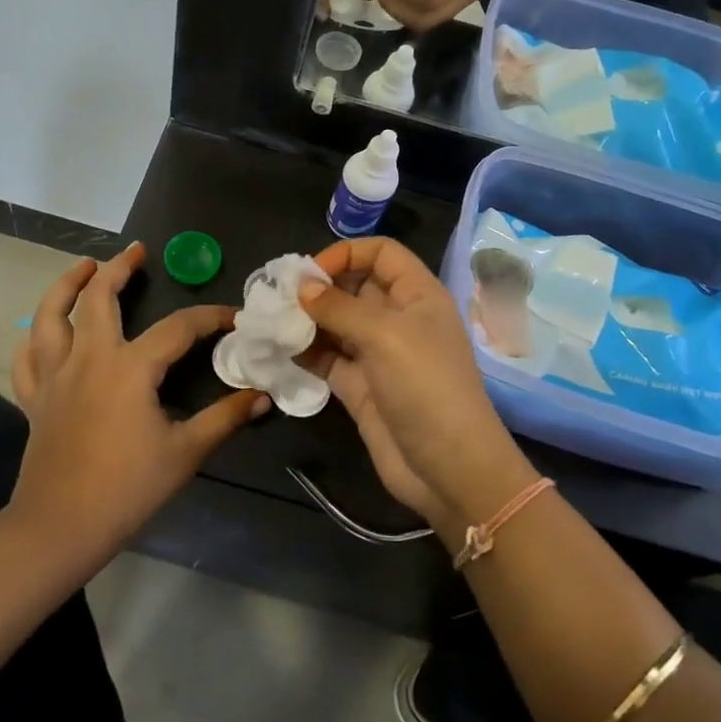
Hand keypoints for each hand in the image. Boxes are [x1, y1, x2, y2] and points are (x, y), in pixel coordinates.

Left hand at [10, 243, 266, 562]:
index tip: (233, 316)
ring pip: (50, 315)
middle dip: (119, 268)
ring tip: (83, 266)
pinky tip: (45, 330)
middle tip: (137, 252)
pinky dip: (34, 337)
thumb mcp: (185, 452)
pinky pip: (28, 357)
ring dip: (66, 285)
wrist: (59, 528)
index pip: (178, 328)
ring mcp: (55, 376)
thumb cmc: (126, 489)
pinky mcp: (34, 398)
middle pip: (99, 298)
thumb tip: (261, 396)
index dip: (209, 317)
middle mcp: (89, 358)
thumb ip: (224, 419)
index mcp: (130, 367)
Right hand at [302, 238, 535, 532]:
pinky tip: (279, 349)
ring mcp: (378, 354)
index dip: (347, 254)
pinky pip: (328, 358)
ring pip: (337, 323)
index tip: (312, 273)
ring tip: (272, 320)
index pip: (382, 253)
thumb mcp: (385, 335)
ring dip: (307, 319)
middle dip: (319, 287)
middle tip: (279, 296)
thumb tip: (301, 288)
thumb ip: (339, 307)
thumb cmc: (425, 386)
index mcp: (417, 295)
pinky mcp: (360, 386)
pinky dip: (305, 351)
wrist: (448, 468)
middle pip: (354, 285)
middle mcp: (398, 318)